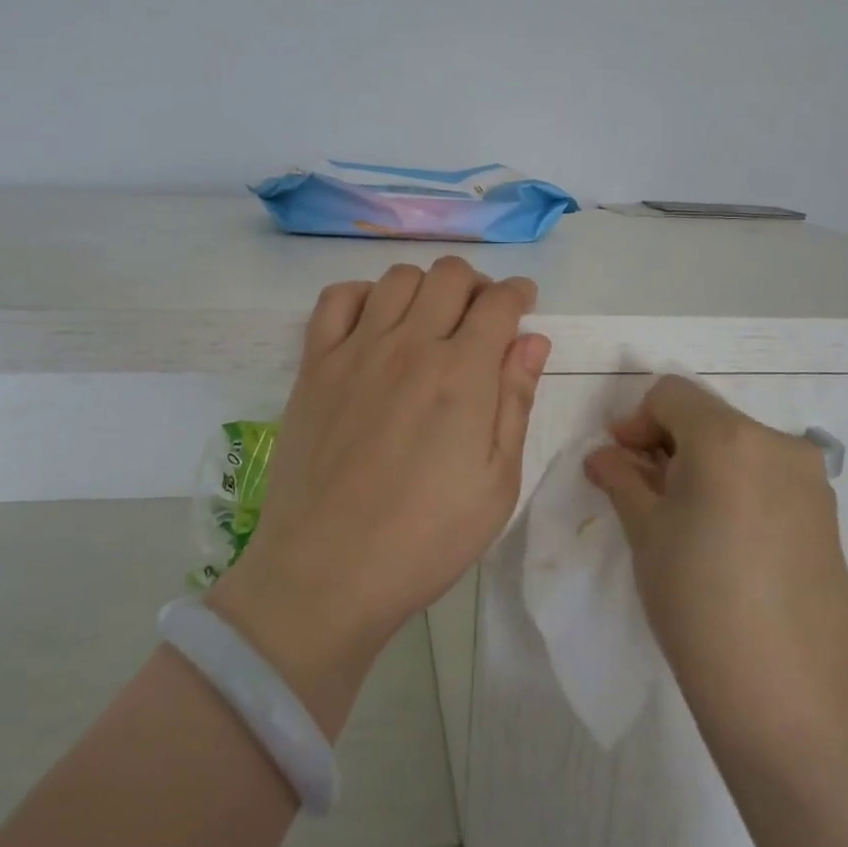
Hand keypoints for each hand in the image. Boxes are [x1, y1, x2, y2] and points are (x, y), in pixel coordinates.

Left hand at [208, 258, 548, 729]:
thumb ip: (515, 402)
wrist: (328, 571)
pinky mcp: (315, 365)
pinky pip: (337, 299)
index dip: (519, 294)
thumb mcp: (497, 483)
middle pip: (450, 275)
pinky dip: (363, 295)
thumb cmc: (426, 538)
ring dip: (425, 287)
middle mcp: (410, 345)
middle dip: (477, 286)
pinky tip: (375, 323)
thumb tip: (532, 340)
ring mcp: (356, 350)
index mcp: (462, 373)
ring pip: (398, 278)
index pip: (499, 303)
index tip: (524, 304)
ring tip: (430, 321)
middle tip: (481, 318)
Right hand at [583, 376, 847, 746]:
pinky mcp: (827, 518)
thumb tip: (604, 455)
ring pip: (739, 448)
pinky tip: (722, 542)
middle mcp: (778, 444)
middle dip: (666, 444)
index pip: (671, 395)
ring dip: (700, 466)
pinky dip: (735, 488)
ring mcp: (811, 482)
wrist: (792, 701)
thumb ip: (622, 480)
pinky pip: (768, 479)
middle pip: (707, 418)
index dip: (635, 421)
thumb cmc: (700, 604)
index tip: (618, 463)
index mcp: (729, 438)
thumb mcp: (647, 534)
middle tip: (641, 493)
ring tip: (680, 521)